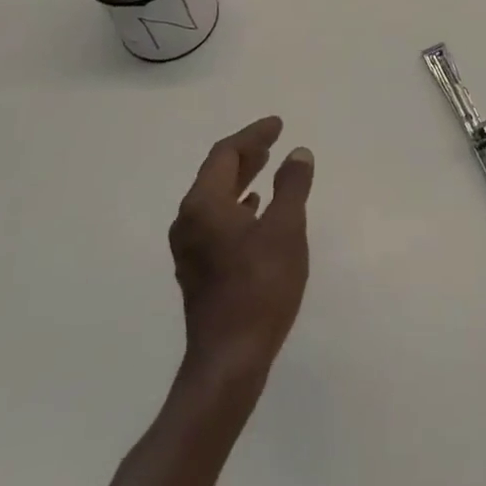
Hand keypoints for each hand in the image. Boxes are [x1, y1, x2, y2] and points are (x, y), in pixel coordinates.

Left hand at [169, 116, 313, 382]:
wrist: (229, 360)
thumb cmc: (259, 288)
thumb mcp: (286, 229)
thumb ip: (292, 186)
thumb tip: (297, 152)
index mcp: (203, 204)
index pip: (226, 153)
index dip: (253, 135)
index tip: (278, 124)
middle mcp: (188, 220)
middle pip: (216, 173)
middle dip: (246, 154)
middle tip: (272, 141)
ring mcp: (189, 247)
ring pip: (215, 198)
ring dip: (241, 179)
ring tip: (268, 167)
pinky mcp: (197, 269)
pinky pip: (216, 220)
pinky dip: (237, 205)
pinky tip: (255, 209)